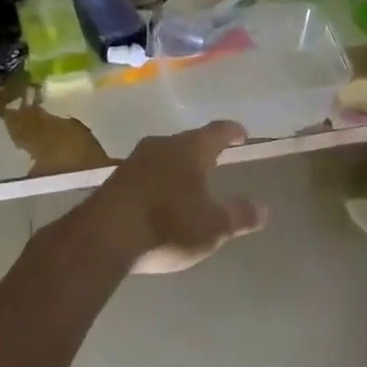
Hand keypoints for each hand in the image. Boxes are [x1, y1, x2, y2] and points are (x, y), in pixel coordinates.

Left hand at [86, 121, 267, 274]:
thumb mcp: (212, 227)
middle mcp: (163, 145)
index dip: (232, 131)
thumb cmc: (167, 224)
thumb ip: (238, 216)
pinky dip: (157, 180)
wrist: (104, 235)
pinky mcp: (115, 179)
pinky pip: (145, 172)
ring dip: (177, 165)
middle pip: (188, 141)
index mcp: (191, 149)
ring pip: (164, 155)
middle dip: (202, 150)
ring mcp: (135, 160)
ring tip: (187, 179)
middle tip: (215, 158)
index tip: (242, 133)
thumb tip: (263, 208)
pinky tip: (158, 197)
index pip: (217, 131)